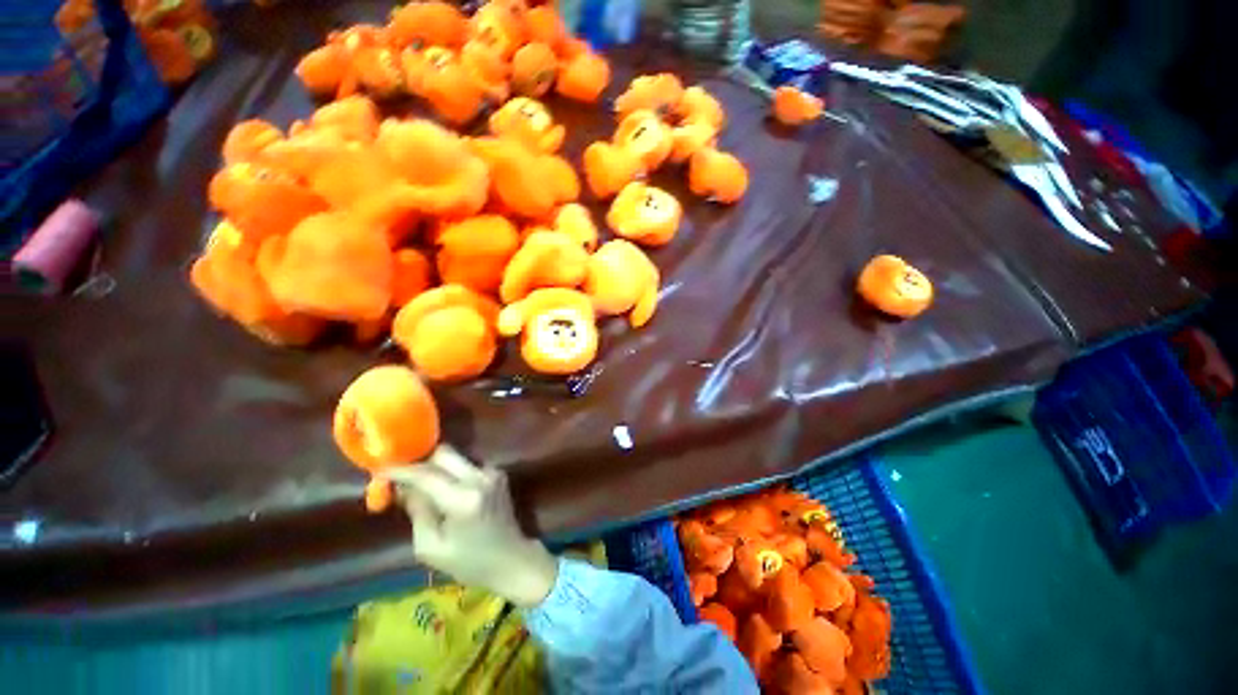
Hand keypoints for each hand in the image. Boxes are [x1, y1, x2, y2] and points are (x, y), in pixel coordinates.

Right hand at [390, 445, 558, 607]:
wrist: (512, 558)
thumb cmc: (469, 562)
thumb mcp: (431, 547)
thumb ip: (417, 511)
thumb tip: (402, 486)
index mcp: (464, 499)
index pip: (426, 474)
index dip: (401, 470)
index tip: (380, 469)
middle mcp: (480, 478)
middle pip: (444, 453)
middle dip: (420, 462)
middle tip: (401, 477)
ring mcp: (492, 472)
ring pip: (456, 456)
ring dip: (436, 467)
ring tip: (421, 487)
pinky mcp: (497, 473)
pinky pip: (467, 464)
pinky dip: (451, 472)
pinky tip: (444, 491)